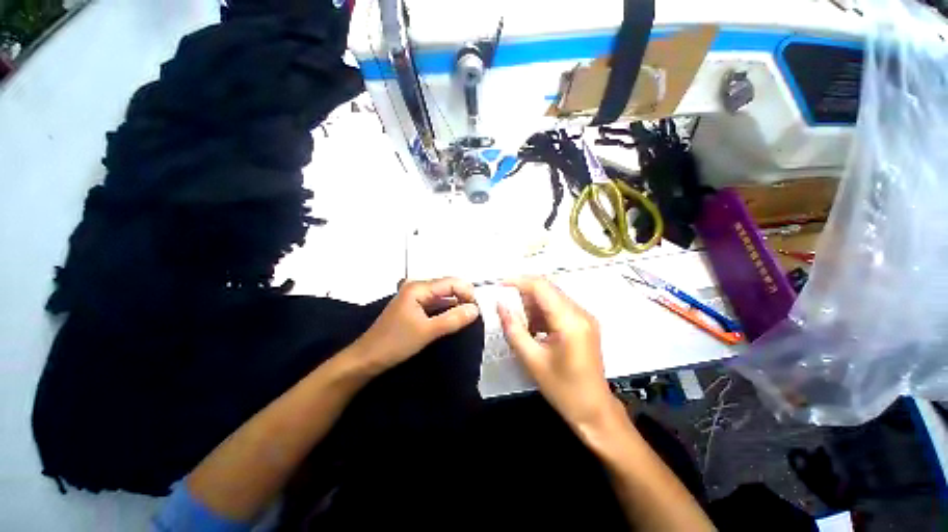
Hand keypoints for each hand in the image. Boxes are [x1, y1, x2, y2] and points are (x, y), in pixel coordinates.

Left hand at [353, 277, 479, 373]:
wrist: (366, 359)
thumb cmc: (395, 343)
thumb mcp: (427, 331)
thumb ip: (453, 319)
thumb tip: (476, 309)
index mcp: (419, 288)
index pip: (451, 282)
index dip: (467, 293)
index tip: (477, 311)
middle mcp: (417, 288)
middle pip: (448, 287)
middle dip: (463, 299)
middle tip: (474, 316)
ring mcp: (415, 298)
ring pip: (443, 297)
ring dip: (456, 306)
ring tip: (467, 319)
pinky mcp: (414, 308)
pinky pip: (436, 305)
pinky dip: (446, 311)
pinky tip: (454, 320)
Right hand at [498, 277, 619, 430]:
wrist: (594, 411)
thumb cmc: (563, 390)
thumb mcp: (532, 360)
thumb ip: (513, 329)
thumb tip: (500, 305)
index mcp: (570, 321)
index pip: (542, 287)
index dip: (519, 282)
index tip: (499, 286)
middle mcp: (580, 313)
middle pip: (547, 289)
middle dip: (523, 293)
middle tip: (504, 306)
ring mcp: (584, 317)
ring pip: (551, 297)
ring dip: (531, 304)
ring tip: (516, 320)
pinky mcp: (583, 324)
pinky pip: (558, 308)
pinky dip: (541, 312)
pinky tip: (531, 327)